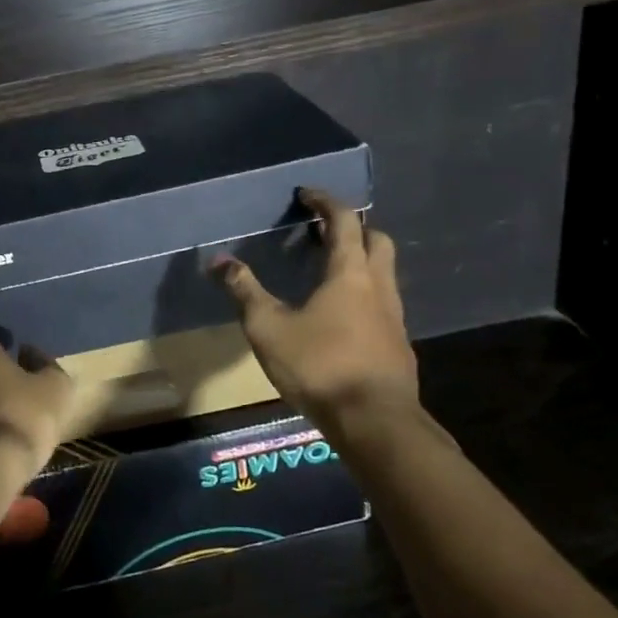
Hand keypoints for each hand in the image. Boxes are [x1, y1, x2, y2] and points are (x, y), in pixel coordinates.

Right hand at [213, 188, 421, 437]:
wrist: (375, 422)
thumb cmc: (319, 365)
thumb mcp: (268, 327)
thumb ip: (245, 291)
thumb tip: (219, 261)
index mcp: (349, 272)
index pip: (344, 220)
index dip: (325, 202)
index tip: (306, 195)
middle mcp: (379, 286)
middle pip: (376, 240)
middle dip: (353, 228)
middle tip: (323, 232)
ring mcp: (394, 317)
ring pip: (383, 274)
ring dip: (360, 262)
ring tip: (327, 272)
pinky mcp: (398, 346)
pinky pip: (383, 305)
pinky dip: (364, 295)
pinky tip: (341, 318)